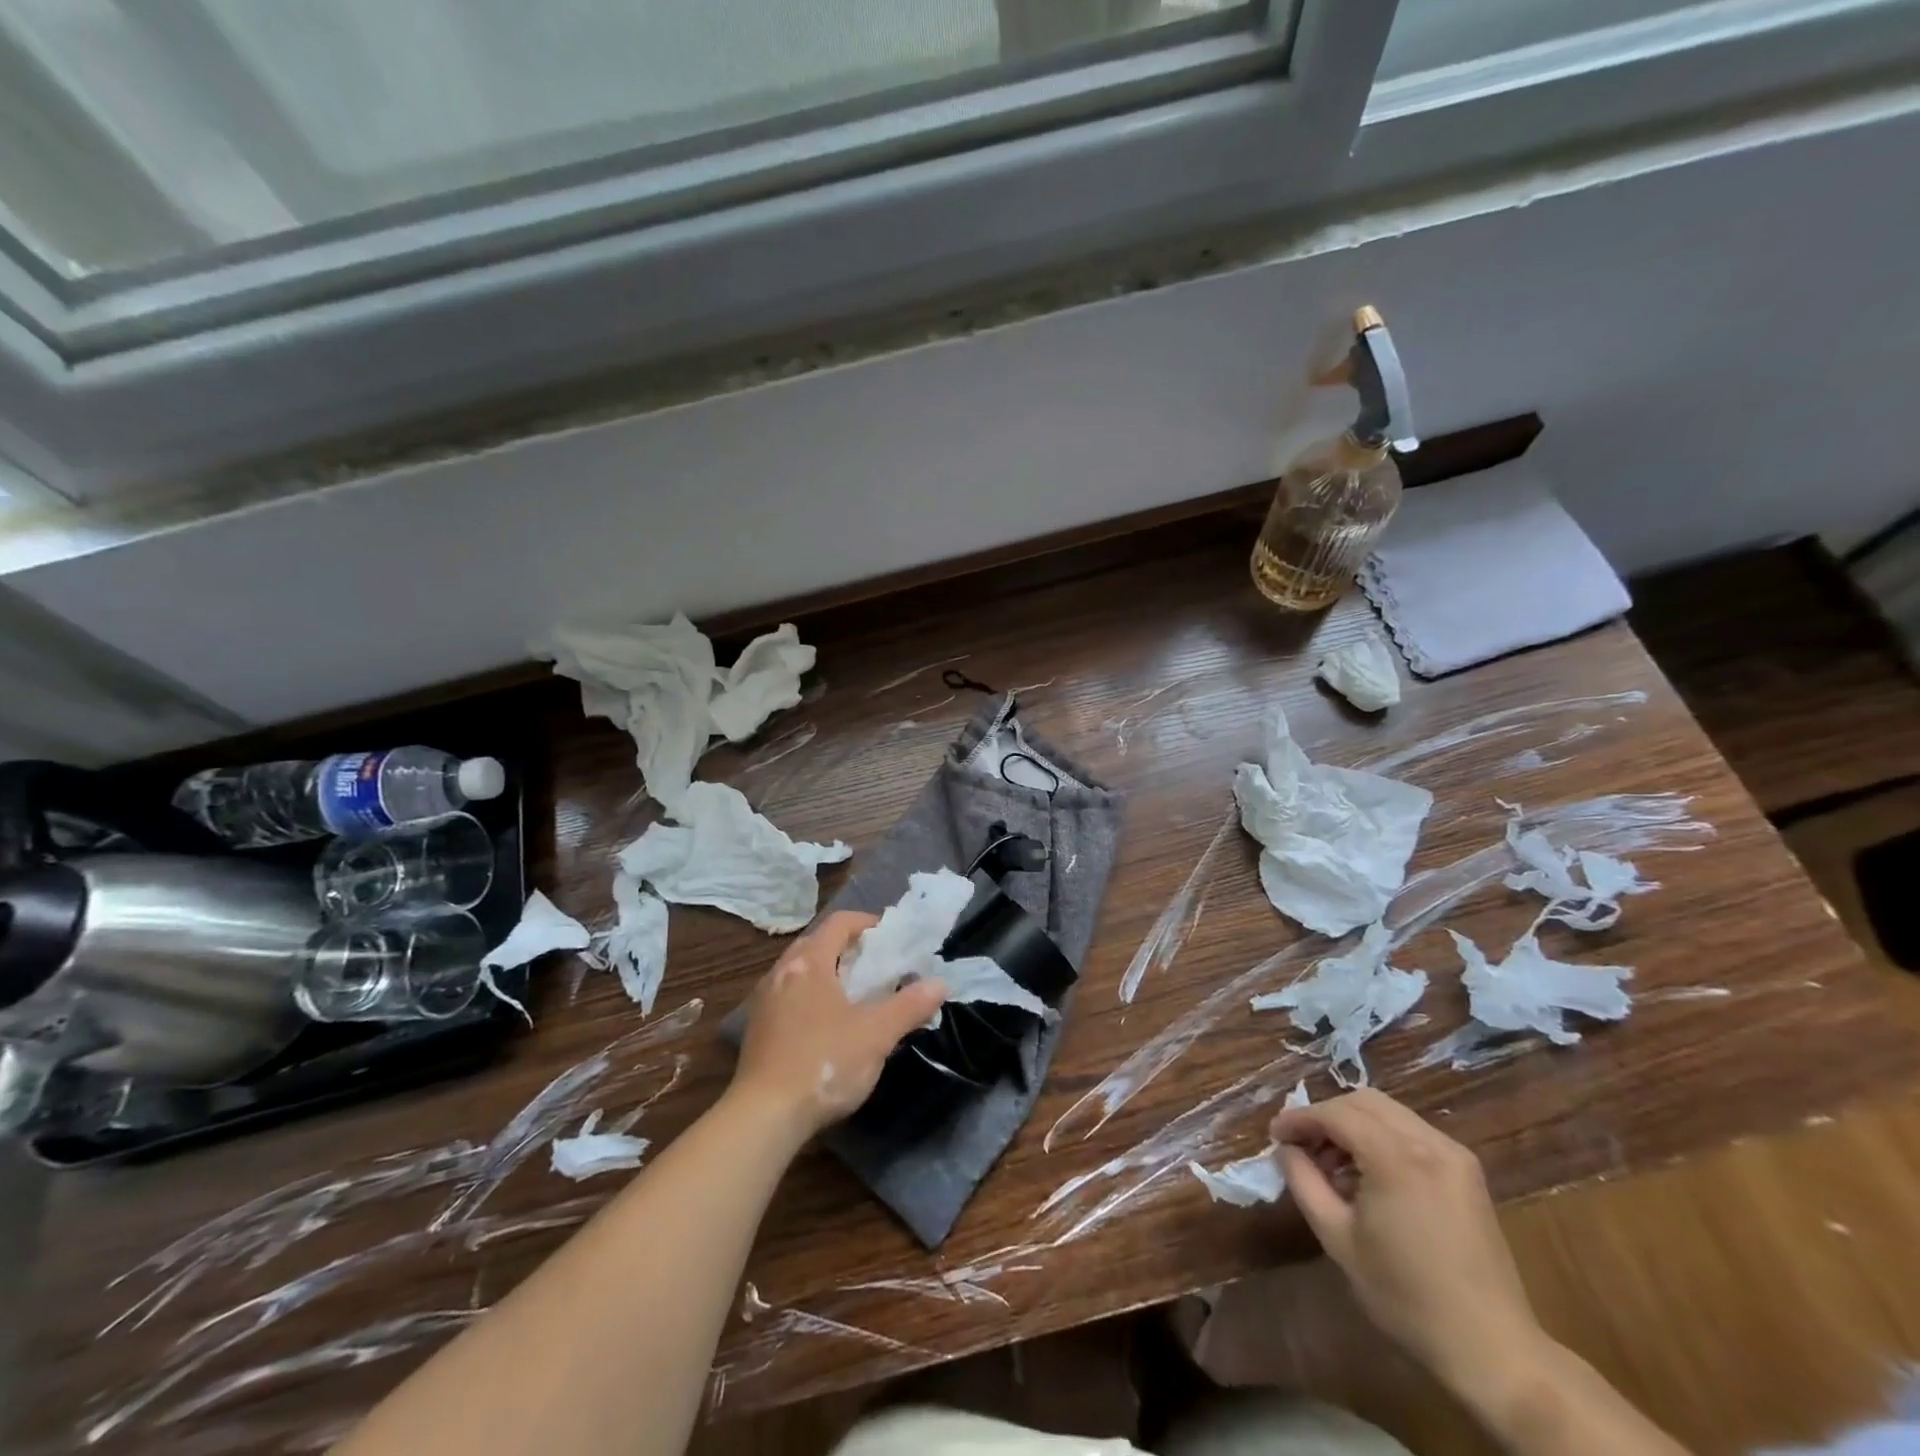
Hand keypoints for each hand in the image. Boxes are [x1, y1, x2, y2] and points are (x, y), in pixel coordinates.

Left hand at [733, 911, 946, 1138]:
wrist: (763, 1117)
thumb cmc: (823, 1062)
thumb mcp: (877, 1034)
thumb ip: (910, 1005)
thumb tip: (939, 984)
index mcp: (809, 962)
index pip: (839, 922)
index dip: (867, 923)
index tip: (891, 939)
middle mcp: (781, 971)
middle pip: (818, 943)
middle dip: (849, 949)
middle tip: (878, 967)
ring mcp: (764, 1000)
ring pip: (801, 971)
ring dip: (829, 973)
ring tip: (856, 995)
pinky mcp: (757, 1029)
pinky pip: (789, 995)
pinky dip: (812, 996)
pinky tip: (827, 1025)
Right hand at [1271, 1089, 1546, 1402]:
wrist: (1491, 1349)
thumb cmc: (1405, 1296)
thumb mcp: (1338, 1239)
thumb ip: (1304, 1182)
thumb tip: (1286, 1150)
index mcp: (1396, 1158)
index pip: (1335, 1113)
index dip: (1299, 1119)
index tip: (1274, 1136)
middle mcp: (1428, 1143)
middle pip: (1363, 1101)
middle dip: (1326, 1116)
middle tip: (1302, 1146)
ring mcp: (1454, 1154)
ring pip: (1388, 1112)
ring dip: (1354, 1124)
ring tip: (1333, 1162)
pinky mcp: (1467, 1171)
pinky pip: (1412, 1132)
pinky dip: (1382, 1137)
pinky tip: (1370, 1173)